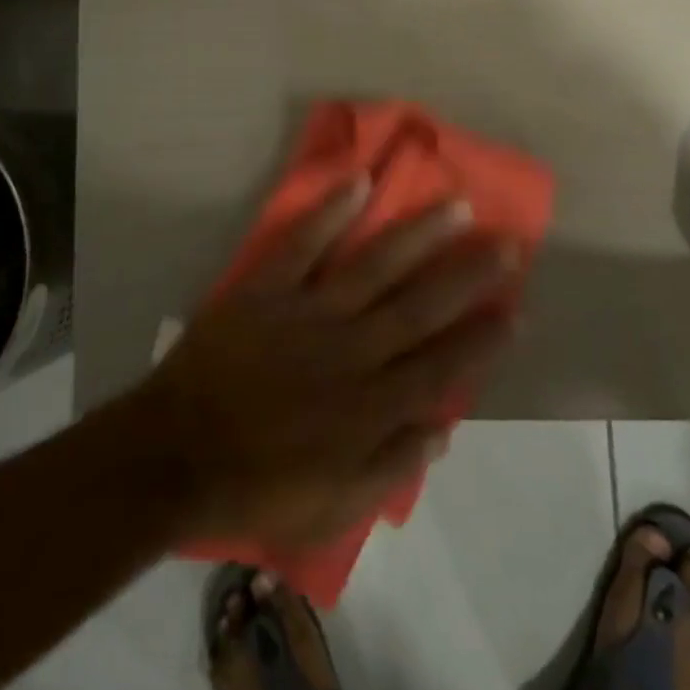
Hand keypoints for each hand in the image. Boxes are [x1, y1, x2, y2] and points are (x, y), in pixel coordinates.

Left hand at [138, 181, 519, 550]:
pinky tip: (361, 182)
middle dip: (469, 275)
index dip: (482, 341)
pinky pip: (303, 244)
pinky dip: (330, 212)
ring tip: (456, 205)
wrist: (172, 456)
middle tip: (507, 242)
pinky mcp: (267, 290)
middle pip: (421, 307)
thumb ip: (390, 468)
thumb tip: (443, 428)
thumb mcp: (332, 508)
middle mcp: (350, 352)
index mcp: (368, 408)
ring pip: (375, 267)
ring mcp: (308, 314)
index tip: (517, 311)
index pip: (441, 368)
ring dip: (418, 235)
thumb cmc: (256, 485)